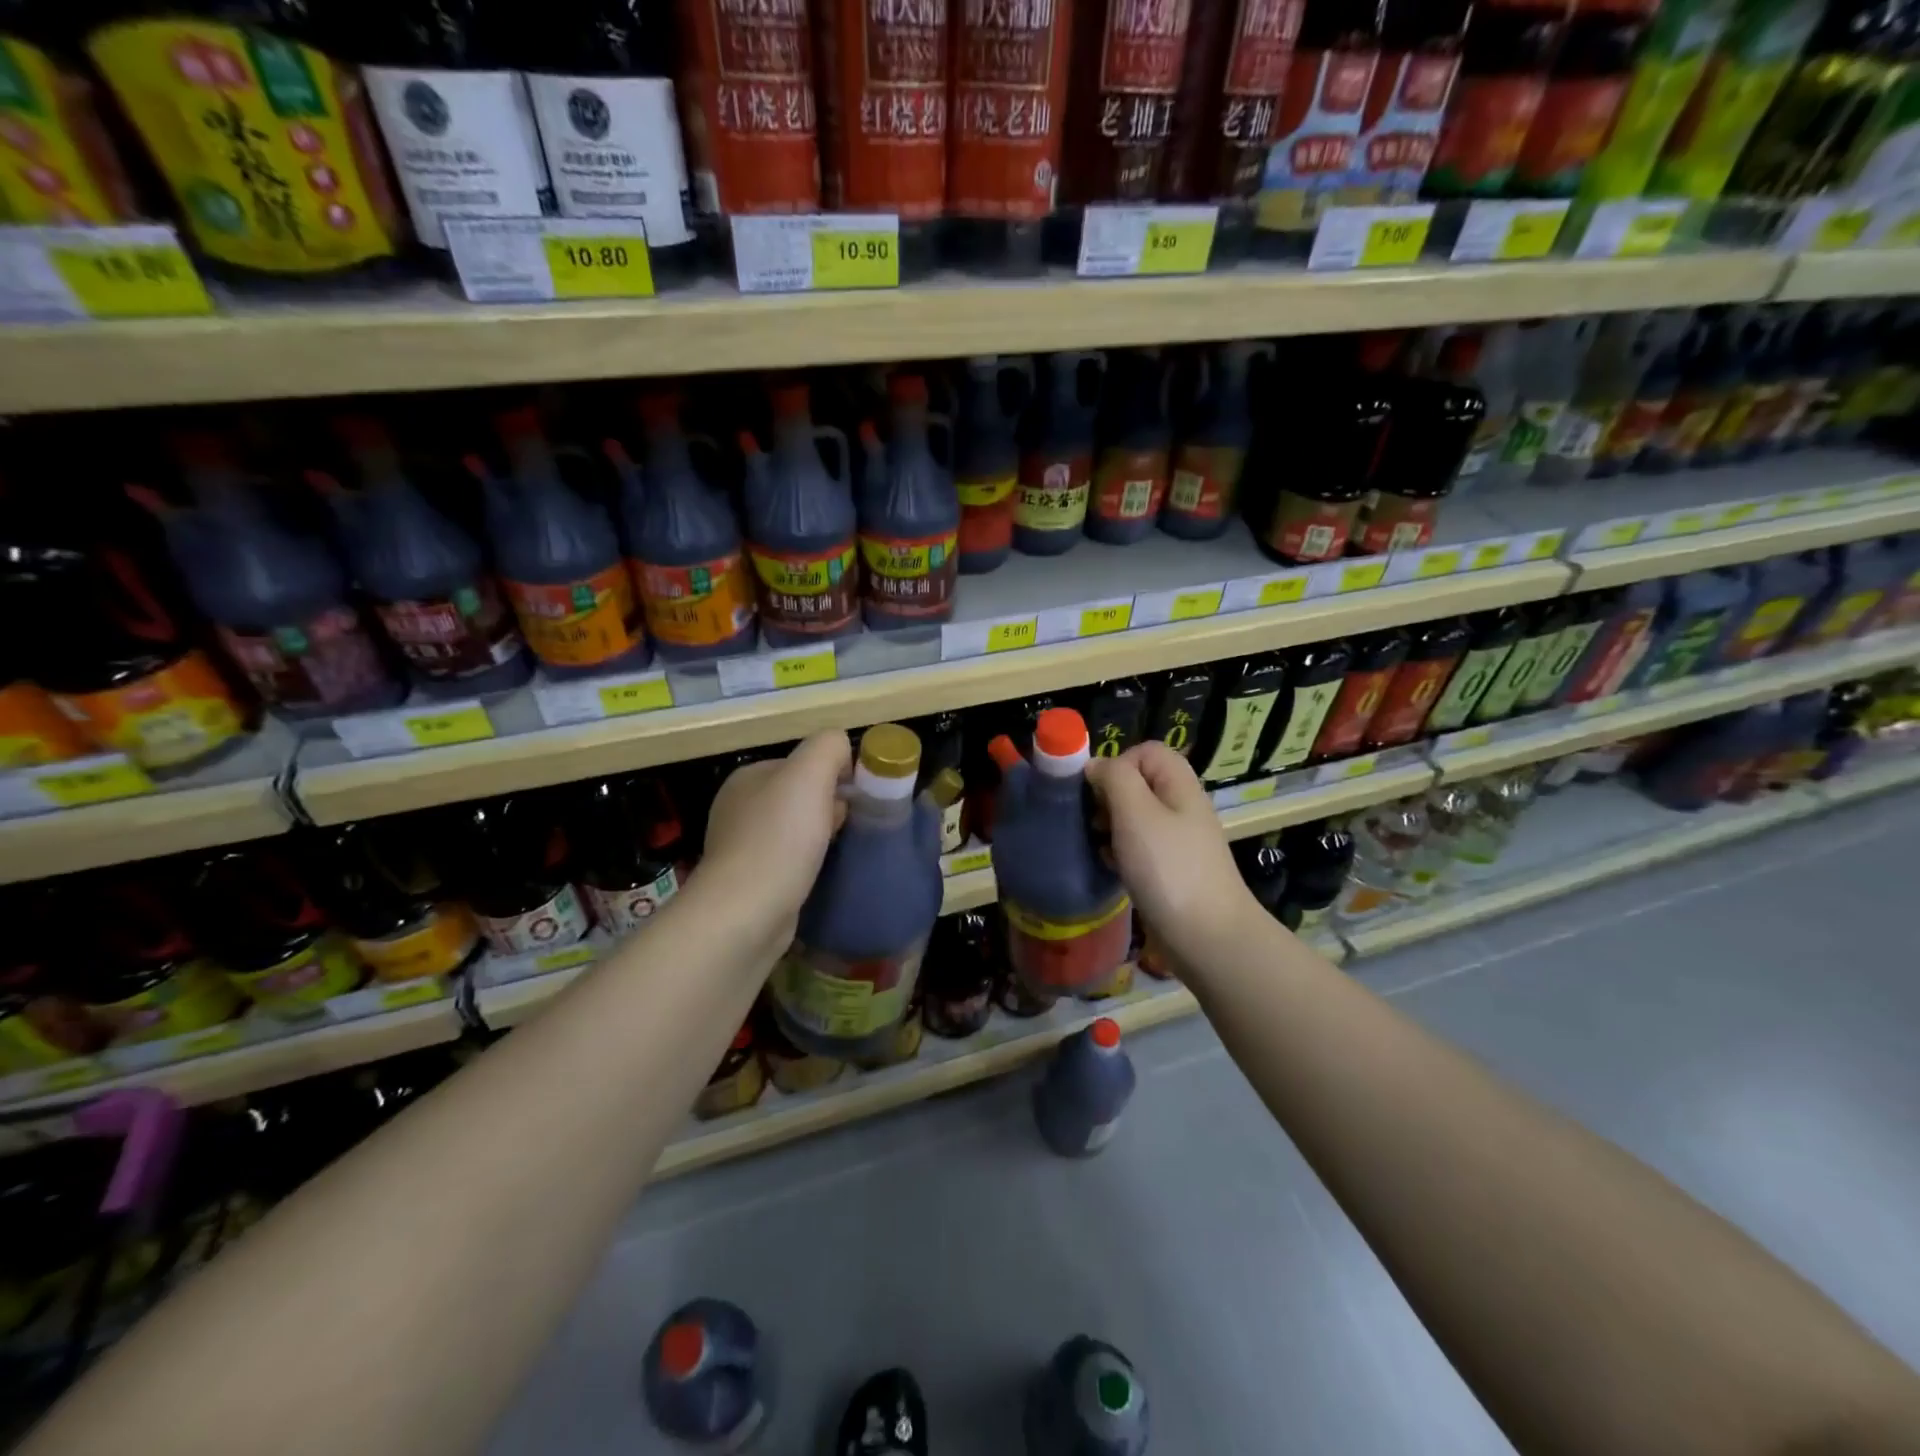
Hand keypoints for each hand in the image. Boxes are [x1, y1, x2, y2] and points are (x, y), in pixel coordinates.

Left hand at [702, 732, 850, 937]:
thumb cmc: (780, 838)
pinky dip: (806, 863)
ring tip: (838, 851)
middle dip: (828, 806)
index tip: (855, 797)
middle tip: (850, 826)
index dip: (834, 774)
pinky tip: (818, 874)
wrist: (747, 912)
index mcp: (748, 777)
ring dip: (820, 836)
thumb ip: (828, 747)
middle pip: (799, 796)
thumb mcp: (809, 773)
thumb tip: (842, 750)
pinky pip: (788, 860)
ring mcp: (740, 847)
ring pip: (794, 829)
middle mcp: (738, 807)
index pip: (801, 763)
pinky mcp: (749, 882)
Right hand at [1086, 741, 1261, 975]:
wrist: (1207, 937)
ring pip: (1134, 816)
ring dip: (1110, 826)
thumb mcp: (1136, 812)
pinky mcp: (1170, 869)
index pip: (1145, 751)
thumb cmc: (1168, 868)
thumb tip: (1095, 766)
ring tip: (1098, 845)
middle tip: (1094, 821)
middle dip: (1108, 796)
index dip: (1117, 763)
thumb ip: (1114, 778)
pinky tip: (1110, 867)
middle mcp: (1181, 806)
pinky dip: (1119, 851)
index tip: (1096, 792)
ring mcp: (1177, 840)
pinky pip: (1138, 847)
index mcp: (1178, 785)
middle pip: (1137, 782)